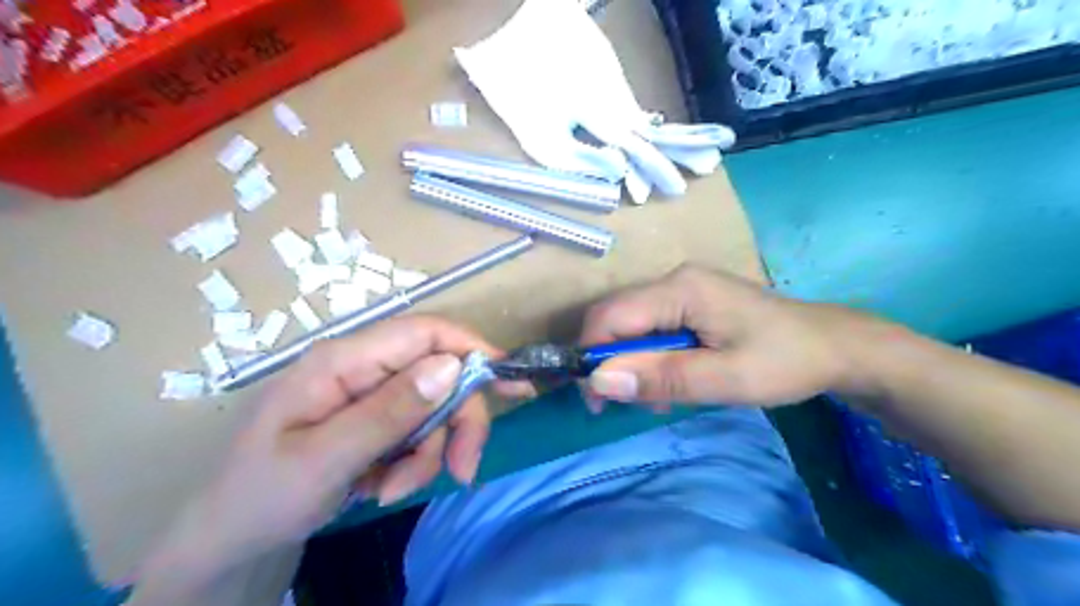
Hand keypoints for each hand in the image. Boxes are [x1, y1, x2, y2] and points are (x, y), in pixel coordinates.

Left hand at [135, 315, 529, 597]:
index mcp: (344, 360)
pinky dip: (414, 462)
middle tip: (463, 470)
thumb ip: (389, 411)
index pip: (424, 332)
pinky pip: (418, 431)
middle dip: (456, 423)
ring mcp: (369, 393)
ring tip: (393, 490)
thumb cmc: (262, 495)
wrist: (228, 538)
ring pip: (433, 409)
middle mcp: (363, 367)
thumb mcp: (325, 458)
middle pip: (438, 374)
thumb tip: (452, 367)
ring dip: (429, 453)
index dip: (472, 348)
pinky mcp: (375, 419)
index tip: (509, 382)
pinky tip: (385, 486)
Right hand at [582, 268, 865, 409]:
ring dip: (634, 364)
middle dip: (612, 363)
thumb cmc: (784, 361)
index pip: (610, 316)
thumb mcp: (725, 378)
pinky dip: (652, 358)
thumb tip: (599, 380)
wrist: (835, 346)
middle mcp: (673, 280)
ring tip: (659, 400)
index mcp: (680, 289)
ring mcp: (683, 288)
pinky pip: (652, 328)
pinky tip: (674, 380)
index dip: (592, 356)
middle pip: (616, 318)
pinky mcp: (691, 302)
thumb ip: (662, 377)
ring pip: (632, 326)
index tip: (598, 401)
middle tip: (630, 404)